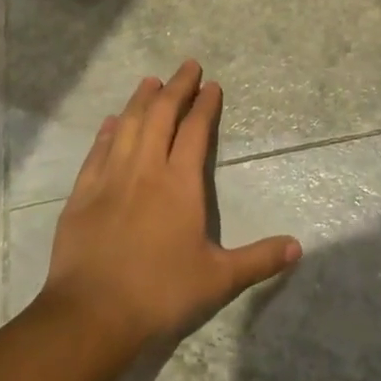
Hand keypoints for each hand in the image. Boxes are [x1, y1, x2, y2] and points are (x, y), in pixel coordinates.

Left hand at [36, 61, 301, 353]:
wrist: (91, 314)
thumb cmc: (160, 293)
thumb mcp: (218, 280)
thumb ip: (258, 260)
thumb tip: (297, 248)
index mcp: (180, 183)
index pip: (196, 130)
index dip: (205, 104)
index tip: (212, 85)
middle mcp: (146, 169)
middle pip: (161, 115)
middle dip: (176, 87)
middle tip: (187, 66)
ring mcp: (111, 177)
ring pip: (128, 125)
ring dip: (141, 99)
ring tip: (151, 80)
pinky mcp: (83, 193)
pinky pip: (97, 150)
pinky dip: (107, 130)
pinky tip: (112, 120)